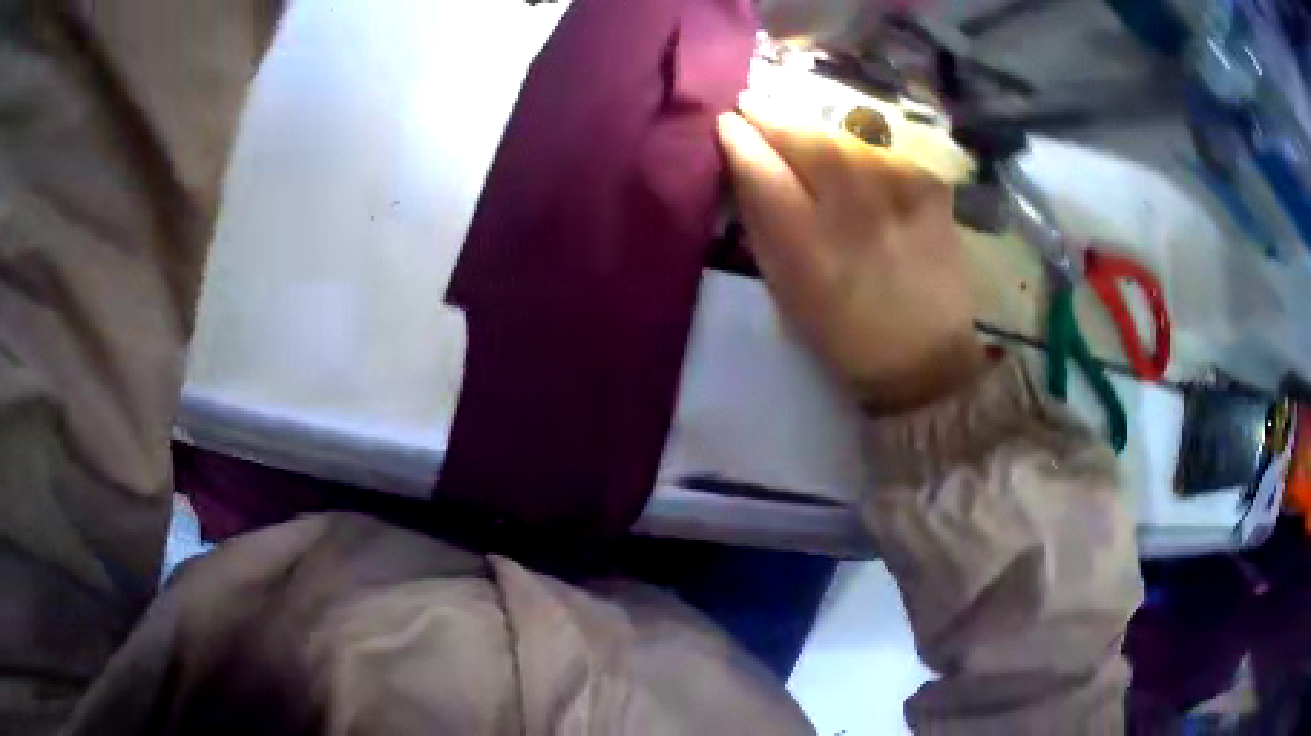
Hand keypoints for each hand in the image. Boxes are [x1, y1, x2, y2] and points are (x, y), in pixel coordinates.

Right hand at [716, 104, 986, 412]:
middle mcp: (855, 211)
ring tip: (798, 126)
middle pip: (807, 142)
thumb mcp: (788, 294)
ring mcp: (899, 195)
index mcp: (809, 247)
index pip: (763, 172)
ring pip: (844, 140)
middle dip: (773, 116)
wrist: (928, 357)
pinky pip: (882, 154)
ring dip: (814, 129)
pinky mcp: (931, 189)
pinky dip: (860, 150)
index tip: (727, 122)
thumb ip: (764, 228)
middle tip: (753, 103)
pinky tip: (853, 159)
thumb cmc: (846, 336)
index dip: (740, 140)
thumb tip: (745, 171)